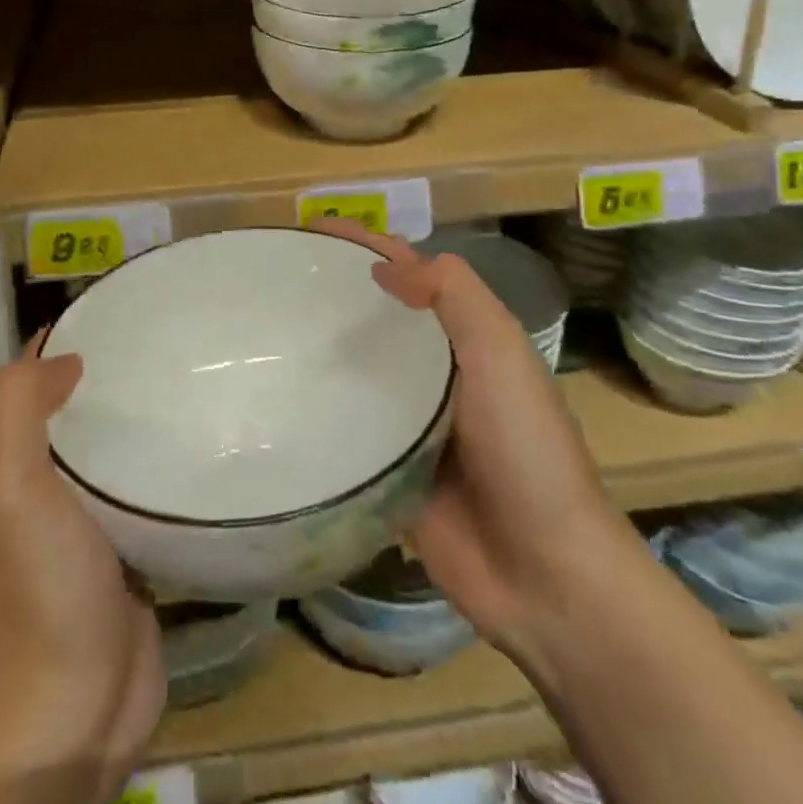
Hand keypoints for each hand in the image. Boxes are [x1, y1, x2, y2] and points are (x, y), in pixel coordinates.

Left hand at [0, 342, 163, 803]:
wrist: (74, 713)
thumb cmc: (41, 589)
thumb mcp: (10, 488)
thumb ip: (17, 411)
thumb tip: (63, 357)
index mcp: (11, 470)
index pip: (30, 388)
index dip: (58, 343)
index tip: (110, 308)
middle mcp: (47, 490)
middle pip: (76, 414)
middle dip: (109, 374)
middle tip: (166, 336)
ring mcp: (92, 525)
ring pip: (113, 452)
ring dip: (140, 419)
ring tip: (192, 376)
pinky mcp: (134, 553)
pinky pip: (146, 492)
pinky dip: (165, 465)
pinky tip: (204, 442)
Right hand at [310, 221, 629, 654]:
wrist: (543, 573)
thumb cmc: (525, 447)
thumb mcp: (500, 351)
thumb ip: (452, 294)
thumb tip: (382, 268)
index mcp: (465, 336)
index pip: (408, 270)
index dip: (363, 244)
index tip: (308, 229)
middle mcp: (435, 370)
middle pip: (376, 315)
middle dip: (332, 292)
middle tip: (270, 280)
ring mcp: (409, 421)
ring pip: (355, 369)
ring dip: (318, 348)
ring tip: (259, 331)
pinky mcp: (386, 467)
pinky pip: (344, 428)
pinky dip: (315, 410)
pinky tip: (272, 397)